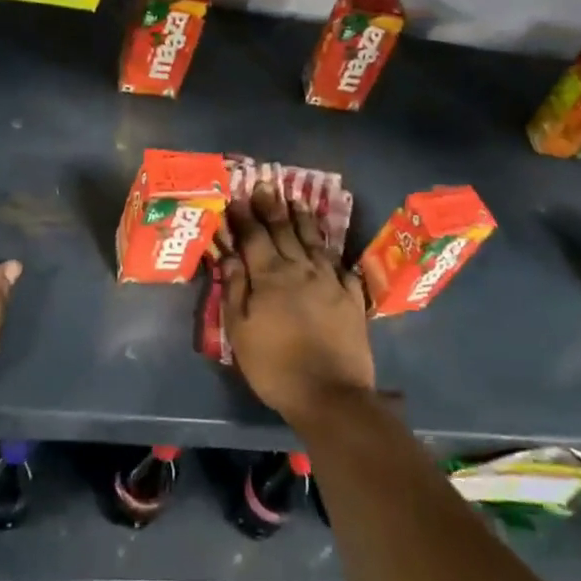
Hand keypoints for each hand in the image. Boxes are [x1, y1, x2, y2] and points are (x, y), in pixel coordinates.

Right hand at [220, 183, 374, 425]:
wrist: (330, 394)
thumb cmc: (275, 366)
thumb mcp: (240, 331)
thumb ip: (235, 289)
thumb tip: (229, 256)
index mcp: (270, 276)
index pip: (254, 237)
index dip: (245, 216)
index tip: (237, 197)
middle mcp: (300, 270)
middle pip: (284, 232)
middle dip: (272, 207)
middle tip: (266, 185)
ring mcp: (330, 281)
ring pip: (314, 242)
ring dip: (303, 220)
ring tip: (296, 201)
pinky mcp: (352, 297)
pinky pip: (342, 266)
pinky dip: (333, 253)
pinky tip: (331, 247)